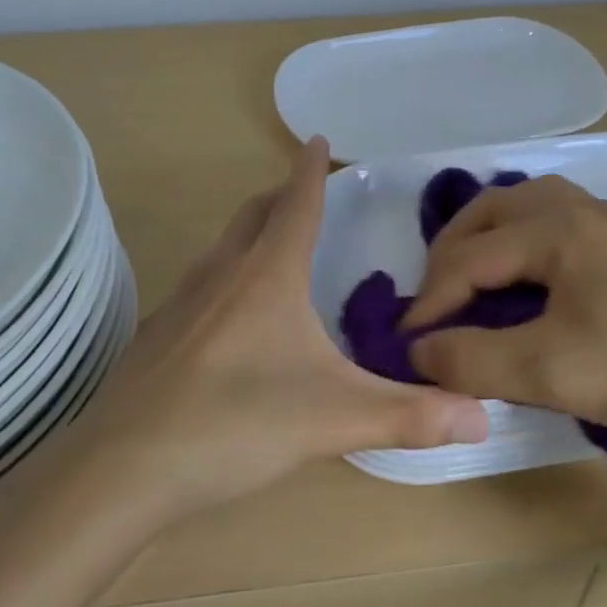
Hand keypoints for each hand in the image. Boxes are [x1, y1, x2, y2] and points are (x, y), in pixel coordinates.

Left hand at [63, 138, 488, 518]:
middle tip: (304, 194)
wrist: (124, 468)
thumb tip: (482, 416)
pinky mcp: (157, 336)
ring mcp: (180, 304)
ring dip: (250, 234)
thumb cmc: (235, 424)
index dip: (311, 170)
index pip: (296, 204)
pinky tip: (230, 319)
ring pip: (221, 249)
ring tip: (273, 250)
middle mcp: (220, 275)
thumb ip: (410, 416)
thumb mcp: (335, 419)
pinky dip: (224, 278)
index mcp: (266, 276)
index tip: (317, 138)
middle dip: (281, 196)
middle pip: (253, 215)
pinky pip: (199, 286)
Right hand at [402, 175, 606, 451]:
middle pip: (488, 216)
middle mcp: (579, 206)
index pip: (467, 259)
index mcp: (556, 226)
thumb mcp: (552, 371)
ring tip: (468, 288)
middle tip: (432, 306)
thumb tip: (416, 353)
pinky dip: (520, 248)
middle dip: (449, 259)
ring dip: (484, 245)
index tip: (404, 347)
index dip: (428, 304)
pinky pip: (555, 225)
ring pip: (523, 213)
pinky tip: (526, 285)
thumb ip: (473, 360)